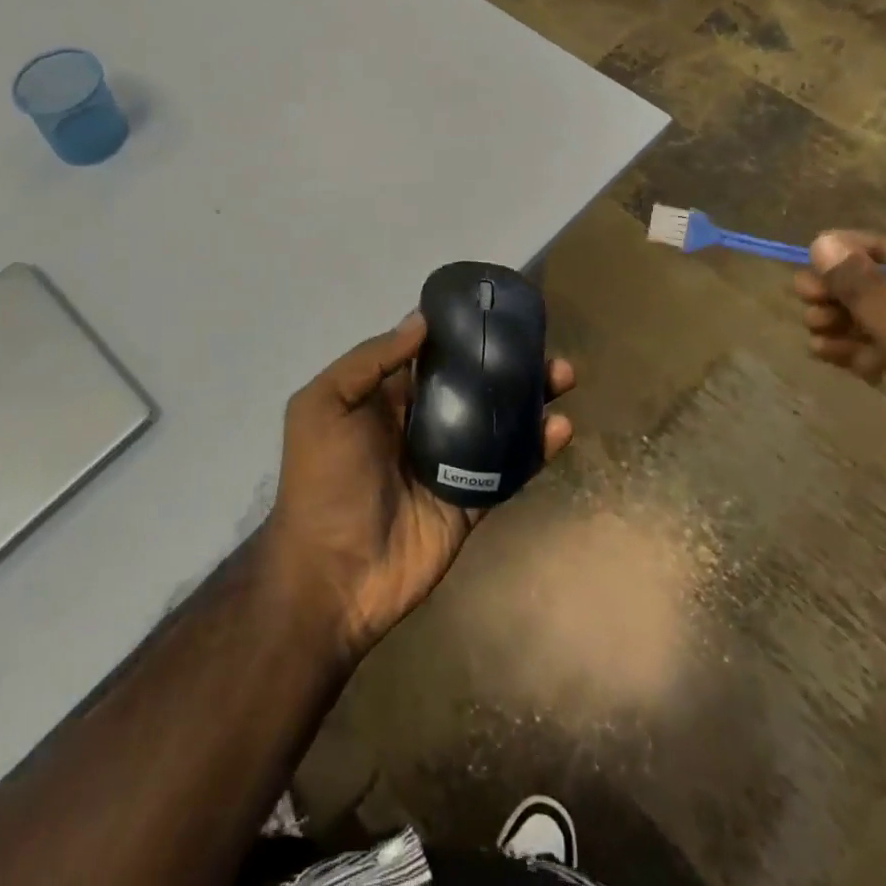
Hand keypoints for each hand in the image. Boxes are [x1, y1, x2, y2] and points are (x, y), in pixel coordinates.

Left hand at [264, 313, 573, 659]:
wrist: (331, 575)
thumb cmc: (322, 480)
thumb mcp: (324, 405)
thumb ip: (369, 361)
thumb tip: (421, 319)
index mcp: (386, 397)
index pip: (432, 354)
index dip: (463, 332)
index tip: (500, 311)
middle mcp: (422, 423)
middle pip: (473, 384)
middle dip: (508, 363)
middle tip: (544, 346)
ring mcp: (449, 463)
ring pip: (498, 421)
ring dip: (531, 398)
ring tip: (563, 376)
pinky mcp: (470, 500)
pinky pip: (508, 470)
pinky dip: (536, 449)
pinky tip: (561, 428)